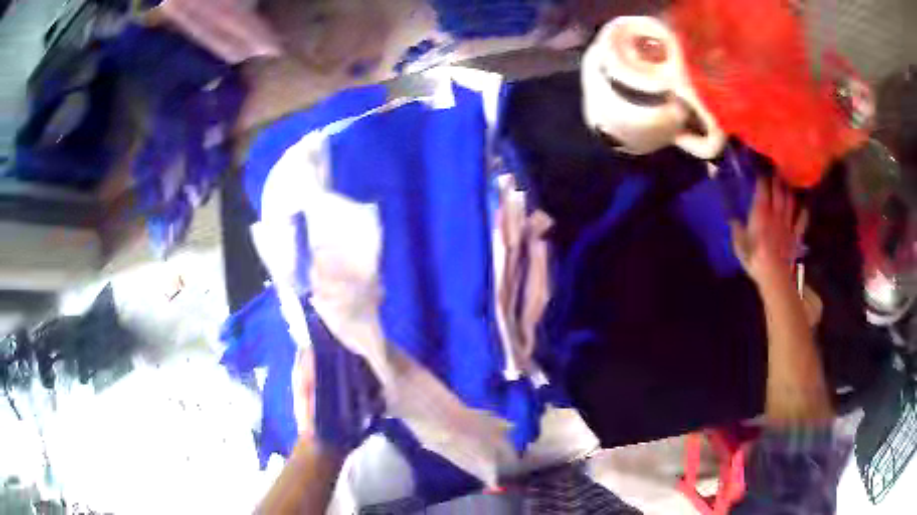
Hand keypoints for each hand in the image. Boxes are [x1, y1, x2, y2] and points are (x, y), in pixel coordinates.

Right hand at [731, 178, 806, 286]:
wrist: (775, 276)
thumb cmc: (754, 259)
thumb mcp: (740, 246)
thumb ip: (737, 230)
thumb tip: (733, 220)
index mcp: (761, 212)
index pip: (762, 188)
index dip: (762, 178)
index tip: (759, 171)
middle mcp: (776, 212)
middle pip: (778, 190)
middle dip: (777, 178)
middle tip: (776, 169)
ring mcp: (788, 223)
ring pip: (790, 201)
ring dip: (789, 191)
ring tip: (787, 184)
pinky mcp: (796, 235)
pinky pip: (802, 220)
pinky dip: (804, 212)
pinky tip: (804, 207)